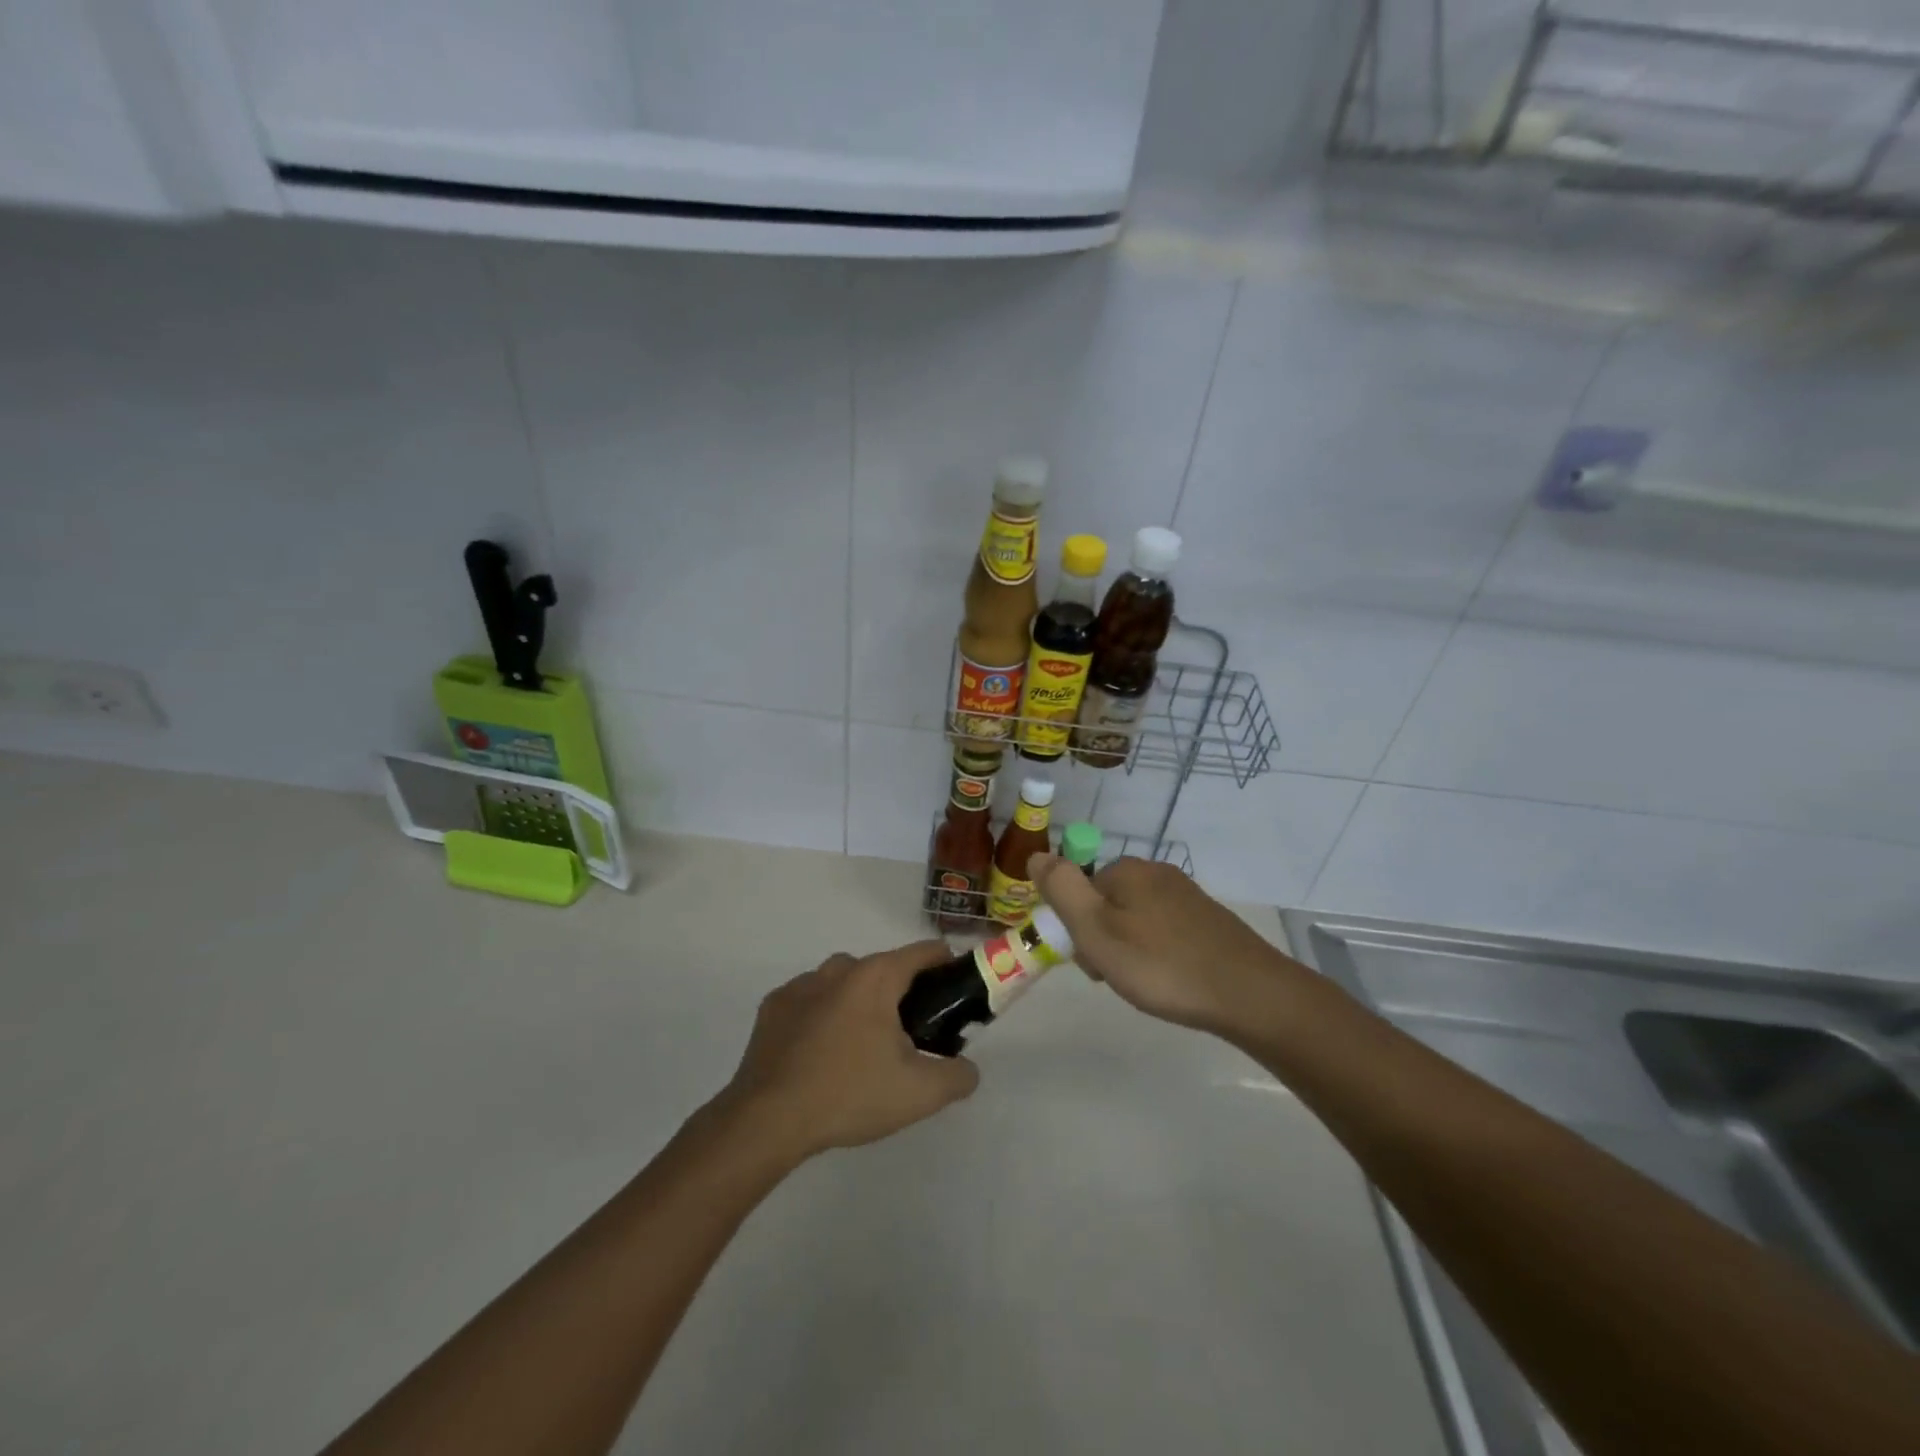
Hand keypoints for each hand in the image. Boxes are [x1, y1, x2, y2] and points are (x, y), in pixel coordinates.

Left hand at [718, 942, 979, 1160]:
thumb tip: (968, 1069)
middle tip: (911, 1037)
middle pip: (884, 969)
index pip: (924, 952)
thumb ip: (957, 1077)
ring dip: (860, 1005)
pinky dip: (824, 1018)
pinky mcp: (773, 1006)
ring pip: (845, 984)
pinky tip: (822, 1055)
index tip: (956, 993)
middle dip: (902, 995)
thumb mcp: (919, 1094)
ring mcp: (801, 984)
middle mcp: (839, 968)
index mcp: (876, 976)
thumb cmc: (849, 1095)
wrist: (767, 1120)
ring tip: (862, 1050)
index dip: (948, 966)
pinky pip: (812, 1002)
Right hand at [1033, 854, 1284, 1032]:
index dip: (1077, 929)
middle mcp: (1156, 873)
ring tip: (1146, 985)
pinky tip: (1171, 980)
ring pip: (1136, 920)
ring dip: (1130, 949)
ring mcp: (1186, 896)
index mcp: (1126, 870)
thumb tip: (1036, 855)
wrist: (1249, 994)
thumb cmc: (1161, 964)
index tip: (1092, 963)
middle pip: (1107, 904)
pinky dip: (1159, 954)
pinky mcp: (1209, 920)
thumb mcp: (1096, 929)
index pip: (1080, 892)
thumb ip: (1062, 889)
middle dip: (1103, 940)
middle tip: (1118, 977)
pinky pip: (1165, 932)